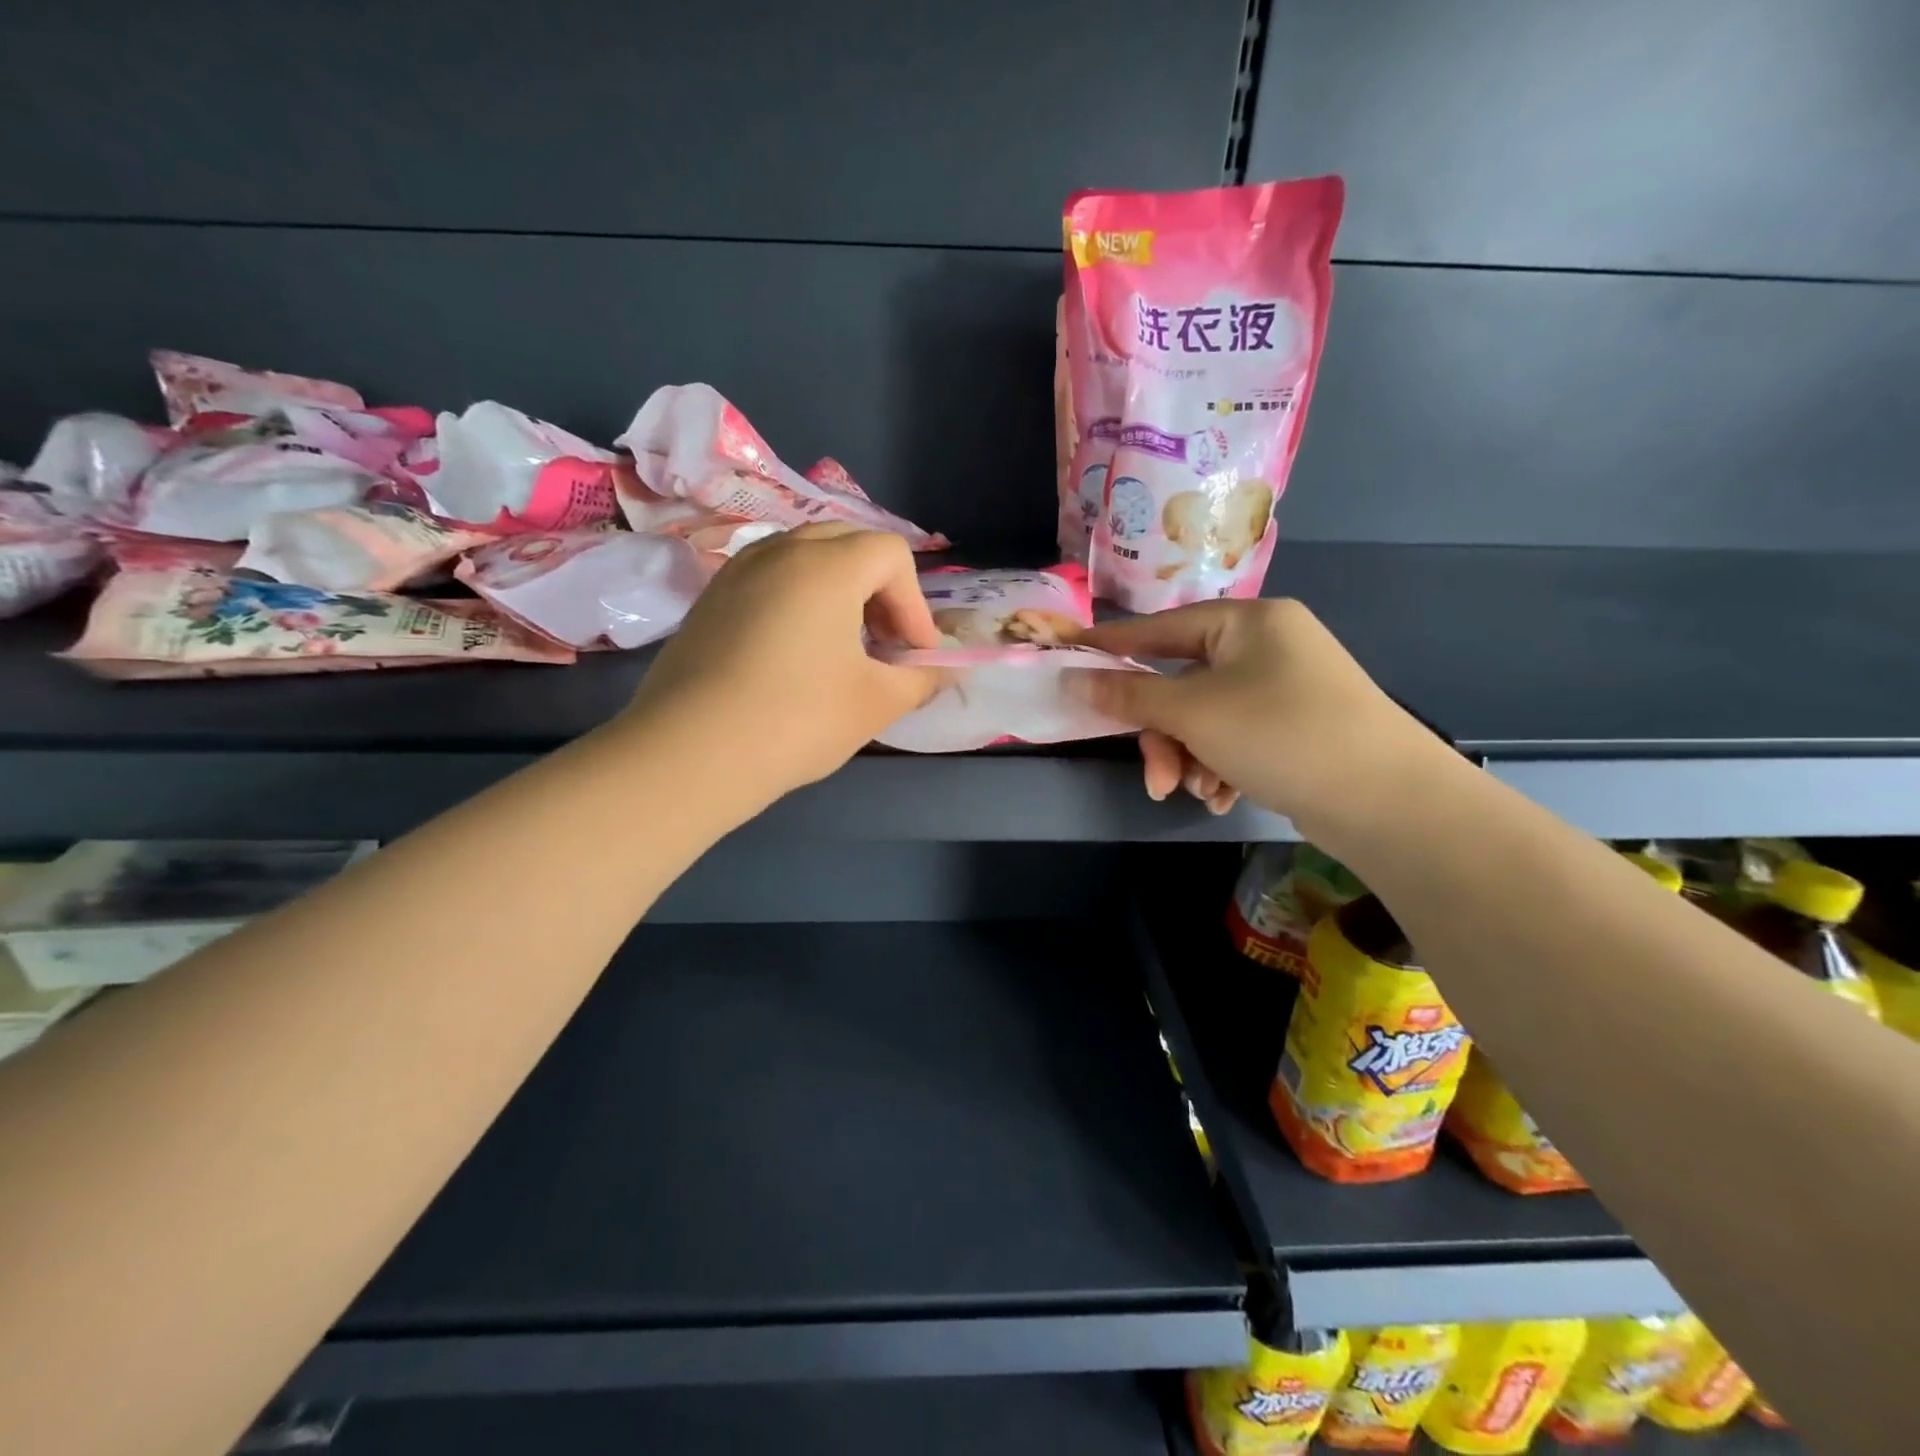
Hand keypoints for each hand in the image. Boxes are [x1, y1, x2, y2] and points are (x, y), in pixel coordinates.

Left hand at [622, 524, 943, 805]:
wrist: (690, 752)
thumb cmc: (797, 719)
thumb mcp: (876, 702)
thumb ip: (921, 678)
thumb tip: (941, 670)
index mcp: (828, 564)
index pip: (892, 555)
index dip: (915, 604)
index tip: (913, 655)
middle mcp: (781, 549)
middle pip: (849, 544)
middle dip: (880, 590)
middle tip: (884, 643)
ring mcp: (738, 570)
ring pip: (806, 558)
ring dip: (839, 591)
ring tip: (842, 646)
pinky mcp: (710, 598)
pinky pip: (770, 578)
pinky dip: (798, 600)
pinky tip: (794, 654)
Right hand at [1070, 599, 1450, 840]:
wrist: (1389, 800)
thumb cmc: (1281, 734)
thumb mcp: (1194, 713)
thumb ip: (1128, 695)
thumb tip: (1071, 677)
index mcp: (1247, 622)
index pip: (1159, 628)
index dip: (1111, 646)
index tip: (1068, 656)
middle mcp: (1267, 646)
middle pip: (1182, 684)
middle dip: (1163, 735)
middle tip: (1156, 779)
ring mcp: (1285, 687)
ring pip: (1205, 718)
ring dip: (1189, 757)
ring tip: (1197, 792)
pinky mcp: (1296, 726)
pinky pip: (1234, 737)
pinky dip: (1219, 766)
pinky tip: (1223, 795)